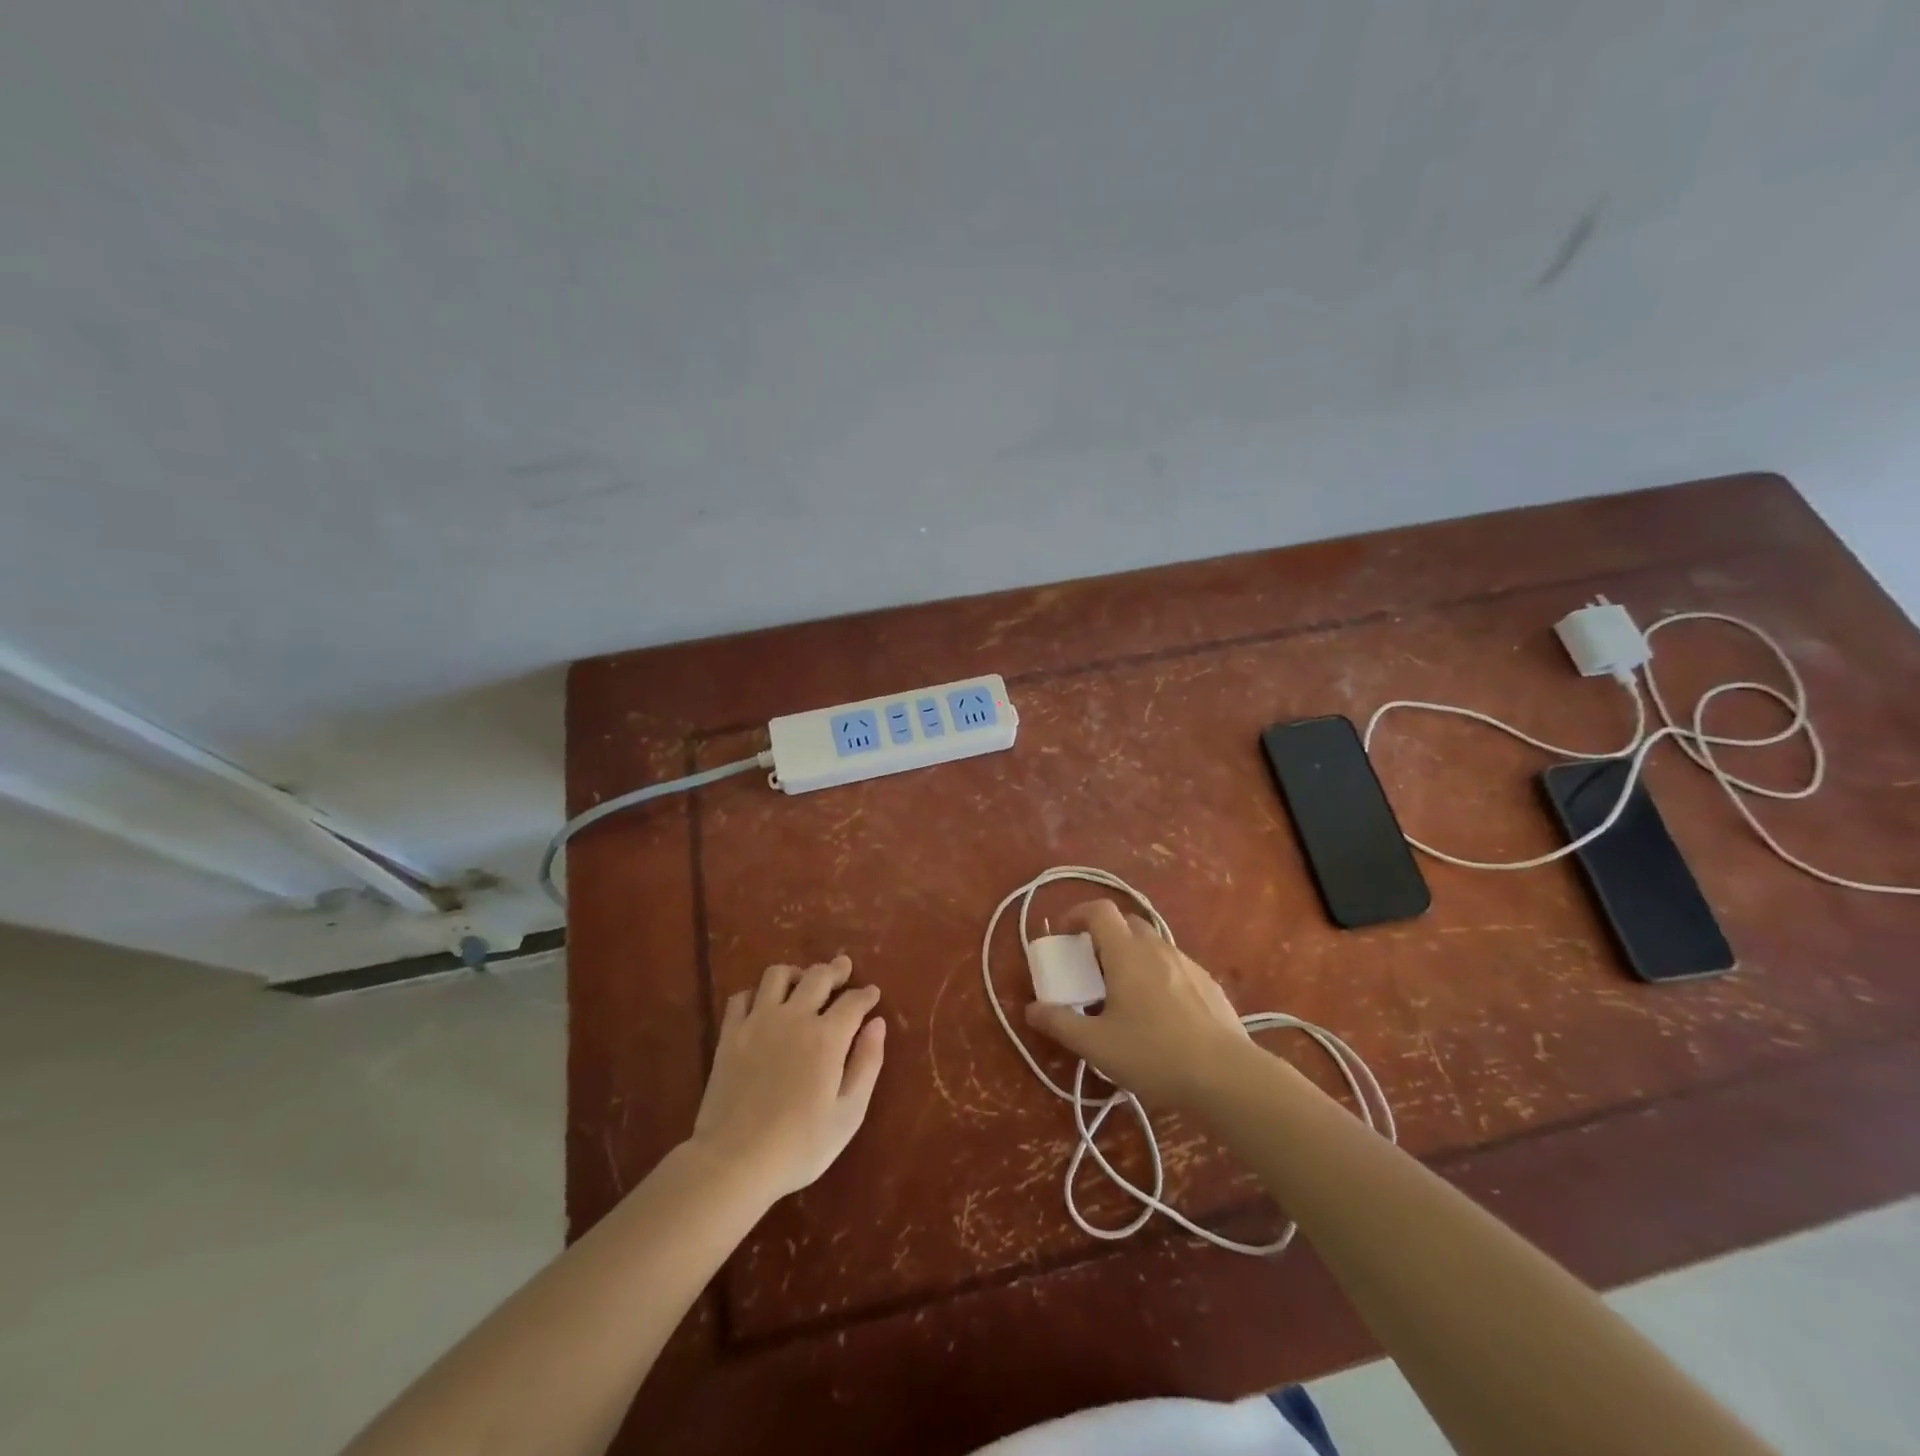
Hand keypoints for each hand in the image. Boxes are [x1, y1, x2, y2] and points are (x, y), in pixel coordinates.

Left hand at [689, 955, 885, 1203]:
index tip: (873, 994)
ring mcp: (758, 1022)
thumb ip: (867, 1063)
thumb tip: (878, 1023)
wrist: (734, 1161)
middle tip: (843, 969)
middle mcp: (794, 1017)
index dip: (866, 994)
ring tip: (802, 982)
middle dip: (835, 970)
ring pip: (777, 975)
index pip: (853, 1001)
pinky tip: (764, 1005)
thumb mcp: (849, 1113)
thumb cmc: (800, 1145)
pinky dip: (757, 994)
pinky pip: (742, 997)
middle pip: (818, 976)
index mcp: (827, 1037)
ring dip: (795, 974)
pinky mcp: (729, 1034)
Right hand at [1023, 900, 1250, 1107]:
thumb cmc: (1153, 1054)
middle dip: (1105, 936)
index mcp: (1126, 953)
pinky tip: (1160, 1012)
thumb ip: (1060, 1024)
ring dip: (1132, 956)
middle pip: (1127, 923)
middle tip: (1092, 968)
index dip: (1078, 914)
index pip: (1100, 910)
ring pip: (1152, 944)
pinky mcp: (1209, 984)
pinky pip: (1174, 965)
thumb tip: (1031, 1009)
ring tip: (1124, 993)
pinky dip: (1158, 974)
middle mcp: (1157, 948)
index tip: (1065, 935)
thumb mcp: (1096, 1045)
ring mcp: (1187, 964)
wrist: (1226, 1076)